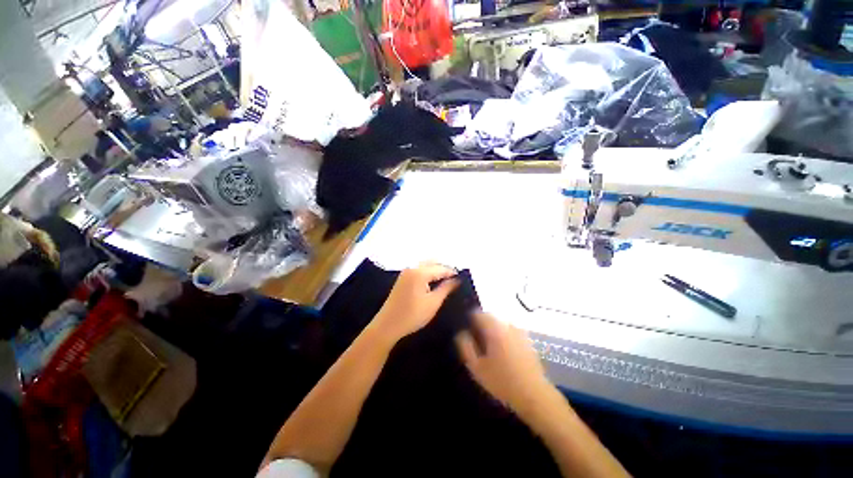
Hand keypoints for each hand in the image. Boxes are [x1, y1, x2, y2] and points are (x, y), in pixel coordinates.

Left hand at [372, 262, 458, 340]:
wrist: (387, 325)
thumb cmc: (412, 315)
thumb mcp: (433, 303)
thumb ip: (446, 288)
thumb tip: (457, 280)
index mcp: (420, 272)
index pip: (441, 268)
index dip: (453, 273)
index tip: (463, 278)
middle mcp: (412, 268)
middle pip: (433, 263)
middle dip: (444, 269)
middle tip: (456, 279)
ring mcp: (406, 272)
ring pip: (425, 265)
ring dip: (436, 270)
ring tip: (447, 281)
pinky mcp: (403, 278)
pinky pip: (419, 269)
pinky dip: (428, 272)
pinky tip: (434, 282)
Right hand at [456, 313, 551, 415]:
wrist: (535, 395)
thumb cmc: (502, 381)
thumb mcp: (477, 367)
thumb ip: (465, 347)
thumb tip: (461, 333)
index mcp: (494, 328)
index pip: (477, 313)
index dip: (469, 321)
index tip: (467, 333)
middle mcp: (507, 325)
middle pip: (489, 317)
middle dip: (481, 326)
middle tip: (477, 343)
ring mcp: (519, 331)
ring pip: (500, 324)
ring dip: (492, 331)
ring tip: (489, 349)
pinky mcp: (527, 340)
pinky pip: (510, 331)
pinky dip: (503, 336)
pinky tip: (503, 353)